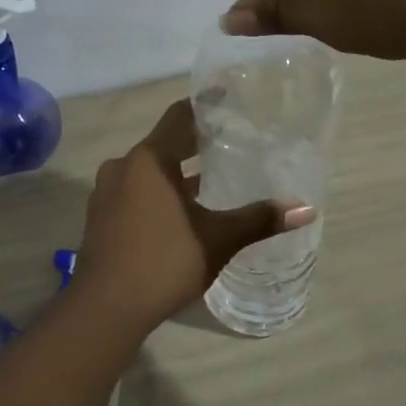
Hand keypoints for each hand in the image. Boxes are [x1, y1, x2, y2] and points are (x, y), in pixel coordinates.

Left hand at [71, 99, 315, 327]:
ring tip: (212, 177)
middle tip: (230, 140)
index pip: (179, 116)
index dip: (205, 105)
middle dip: (194, 142)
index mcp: (148, 160)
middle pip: (164, 143)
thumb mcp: (217, 239)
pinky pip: (135, 192)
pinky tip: (181, 211)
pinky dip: (159, 192)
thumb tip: (306, 208)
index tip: (227, 97)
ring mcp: (106, 194)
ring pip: (148, 171)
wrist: (104, 308)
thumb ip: (258, 219)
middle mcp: (122, 167)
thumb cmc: (163, 261)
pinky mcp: (100, 218)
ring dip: (177, 171)